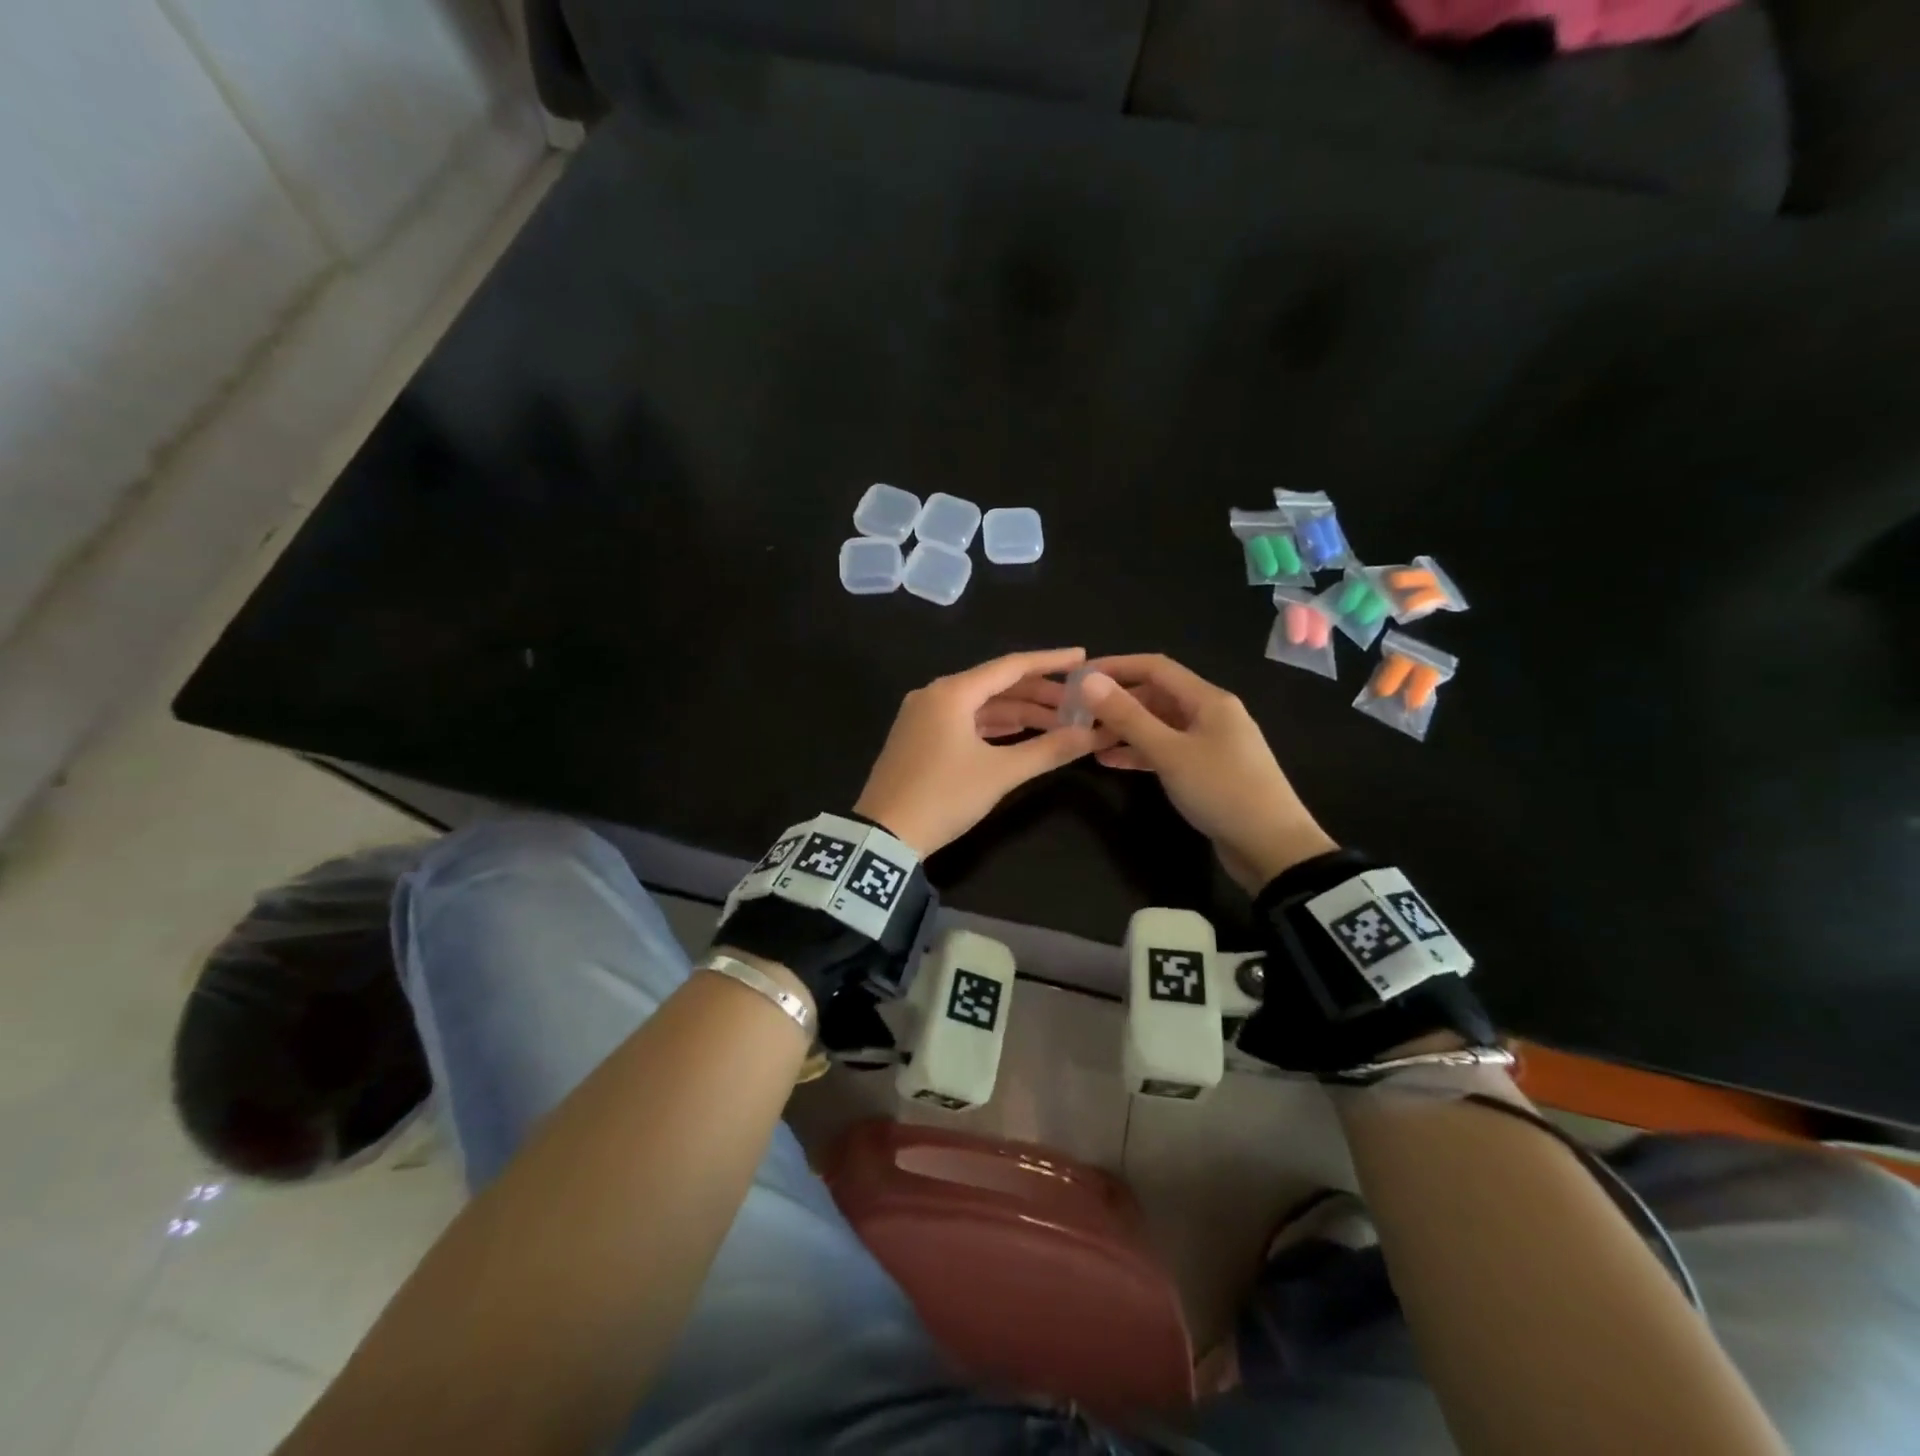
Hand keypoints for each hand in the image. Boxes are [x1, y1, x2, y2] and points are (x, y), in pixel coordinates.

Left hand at [854, 648, 1109, 855]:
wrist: (884, 836)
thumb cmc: (944, 797)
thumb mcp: (1000, 774)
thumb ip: (1048, 750)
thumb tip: (1091, 735)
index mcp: (952, 692)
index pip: (1011, 666)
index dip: (1050, 662)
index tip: (1083, 658)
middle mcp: (935, 695)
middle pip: (996, 684)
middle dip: (1038, 693)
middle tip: (1078, 703)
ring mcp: (923, 716)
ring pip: (980, 705)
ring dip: (1018, 712)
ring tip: (1058, 722)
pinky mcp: (919, 738)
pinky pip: (965, 721)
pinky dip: (994, 726)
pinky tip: (1020, 733)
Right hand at [1078, 654, 1336, 891]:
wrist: (1272, 847)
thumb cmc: (1222, 791)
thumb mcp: (1169, 752)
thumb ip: (1128, 717)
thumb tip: (1088, 681)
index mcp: (1208, 700)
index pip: (1155, 667)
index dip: (1115, 667)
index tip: (1077, 677)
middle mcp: (1211, 714)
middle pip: (1156, 695)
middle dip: (1117, 701)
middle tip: (1077, 713)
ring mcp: (1210, 743)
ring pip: (1159, 725)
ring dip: (1125, 729)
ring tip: (1087, 739)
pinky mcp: (1207, 770)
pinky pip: (1166, 750)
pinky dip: (1140, 752)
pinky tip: (1110, 762)